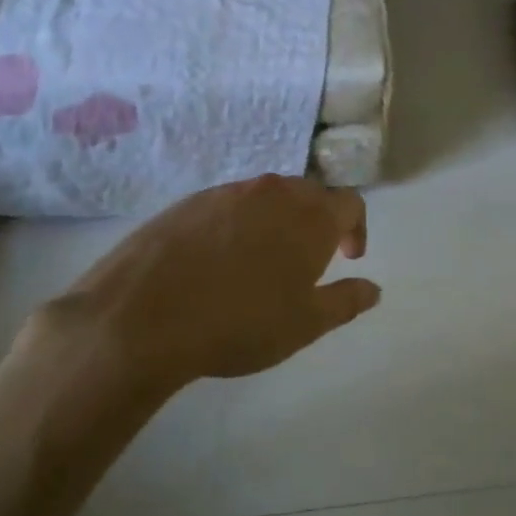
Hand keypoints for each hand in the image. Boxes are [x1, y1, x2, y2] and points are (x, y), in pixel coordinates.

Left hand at [23, 176, 380, 411]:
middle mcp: (272, 192)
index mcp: (310, 216)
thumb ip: (346, 301)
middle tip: (310, 260)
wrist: (142, 318)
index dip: (357, 228)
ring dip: (277, 221)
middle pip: (308, 194)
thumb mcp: (305, 324)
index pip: (350, 202)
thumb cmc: (240, 323)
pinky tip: (219, 262)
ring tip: (263, 262)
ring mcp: (225, 193)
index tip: (349, 257)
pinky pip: (227, 205)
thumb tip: (373, 289)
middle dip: (318, 222)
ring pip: (266, 197)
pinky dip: (238, 225)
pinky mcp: (186, 203)